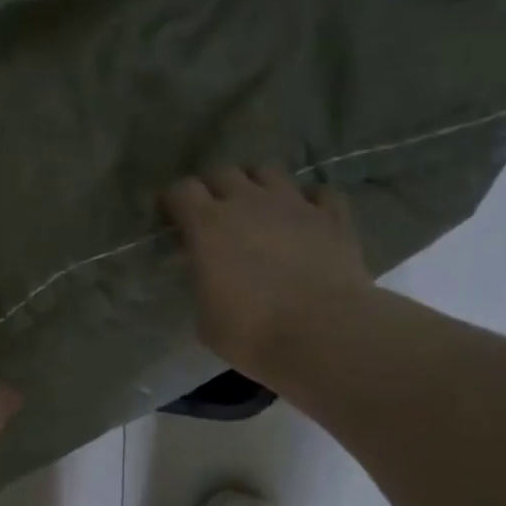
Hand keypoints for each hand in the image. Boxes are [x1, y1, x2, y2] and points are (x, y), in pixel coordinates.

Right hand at [162, 165, 373, 381]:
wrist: (322, 334)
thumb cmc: (251, 332)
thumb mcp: (206, 317)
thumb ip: (202, 285)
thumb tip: (208, 279)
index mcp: (208, 225)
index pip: (181, 190)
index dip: (174, 200)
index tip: (172, 218)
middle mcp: (248, 202)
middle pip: (223, 171)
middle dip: (214, 187)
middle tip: (213, 212)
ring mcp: (294, 204)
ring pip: (269, 171)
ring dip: (258, 184)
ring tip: (258, 207)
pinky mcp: (333, 216)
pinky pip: (320, 193)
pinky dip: (309, 201)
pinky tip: (306, 217)